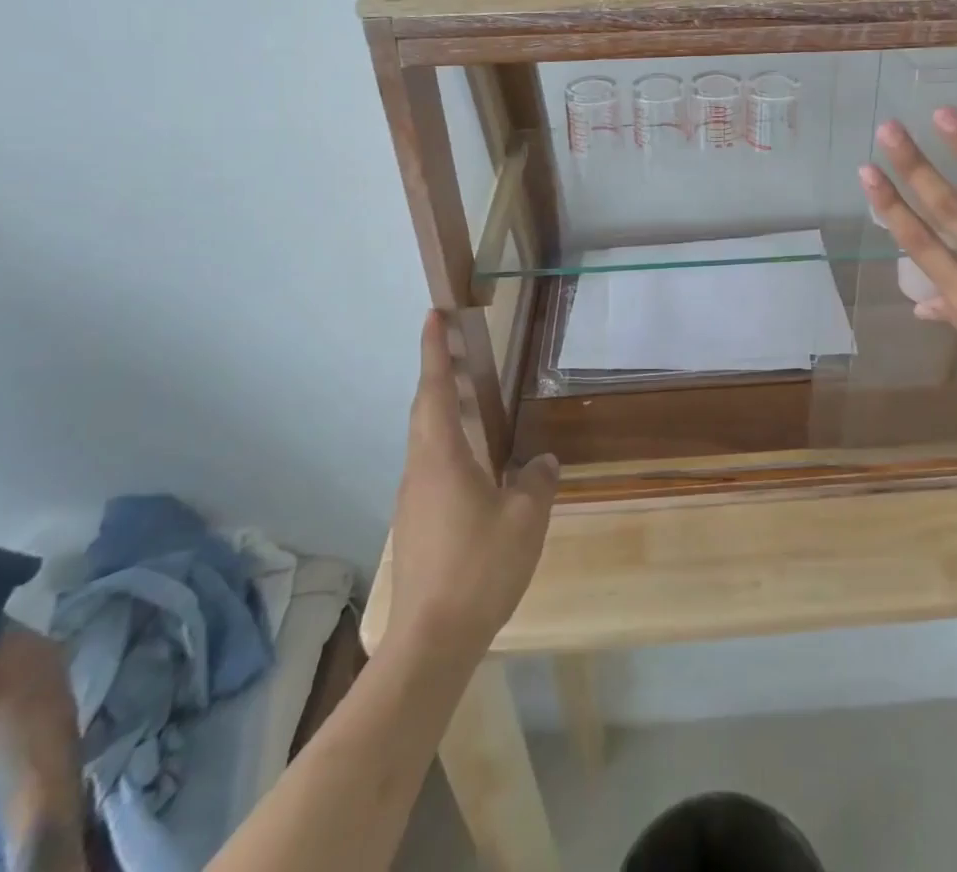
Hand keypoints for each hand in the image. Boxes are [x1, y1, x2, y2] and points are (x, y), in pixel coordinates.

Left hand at [387, 312, 558, 652]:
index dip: (434, 350)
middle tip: (458, 344)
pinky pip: (432, 465)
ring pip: (426, 439)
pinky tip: (477, 463)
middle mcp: (421, 469)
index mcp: (442, 456)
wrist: (430, 641)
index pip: (436, 389)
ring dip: (444, 408)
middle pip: (426, 409)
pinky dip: (450, 443)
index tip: (433, 314)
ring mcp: (414, 498)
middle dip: (439, 372)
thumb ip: (537, 481)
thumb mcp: (526, 518)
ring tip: (472, 396)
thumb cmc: (479, 567)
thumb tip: (542, 461)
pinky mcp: (417, 523)